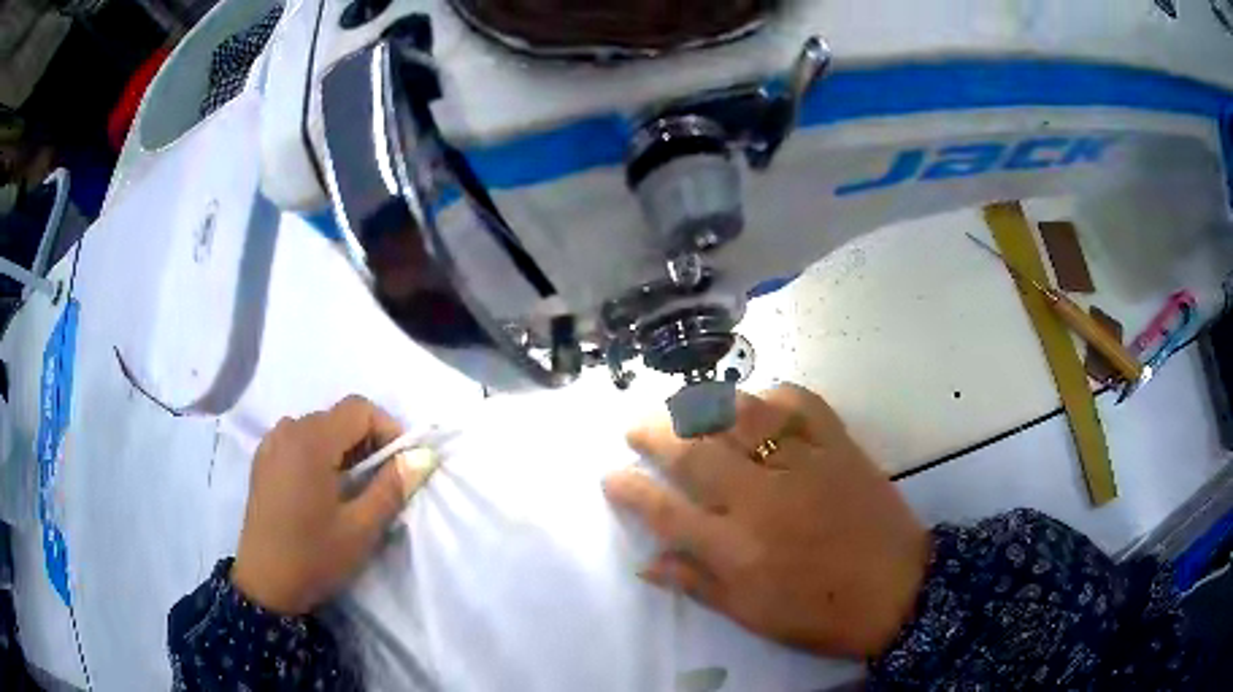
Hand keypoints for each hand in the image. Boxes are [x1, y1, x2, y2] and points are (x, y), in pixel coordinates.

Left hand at [232, 396, 436, 614]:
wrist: (265, 585)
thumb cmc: (314, 556)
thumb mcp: (361, 528)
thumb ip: (393, 486)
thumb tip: (423, 456)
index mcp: (310, 441)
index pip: (359, 409)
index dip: (388, 429)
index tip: (401, 466)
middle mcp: (288, 430)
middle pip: (338, 416)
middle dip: (367, 441)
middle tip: (382, 482)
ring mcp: (271, 444)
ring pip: (318, 428)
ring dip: (344, 449)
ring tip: (353, 489)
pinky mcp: (263, 460)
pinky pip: (298, 441)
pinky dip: (320, 454)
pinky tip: (323, 490)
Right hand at [603, 384, 929, 659]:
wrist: (898, 591)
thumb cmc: (820, 614)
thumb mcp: (752, 615)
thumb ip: (697, 584)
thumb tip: (646, 562)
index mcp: (737, 549)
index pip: (667, 512)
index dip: (631, 491)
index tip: (611, 474)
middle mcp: (762, 499)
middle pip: (695, 453)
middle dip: (654, 434)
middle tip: (635, 424)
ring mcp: (804, 466)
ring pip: (742, 418)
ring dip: (705, 405)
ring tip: (683, 404)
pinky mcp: (839, 447)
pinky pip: (803, 405)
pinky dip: (777, 394)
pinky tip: (760, 398)